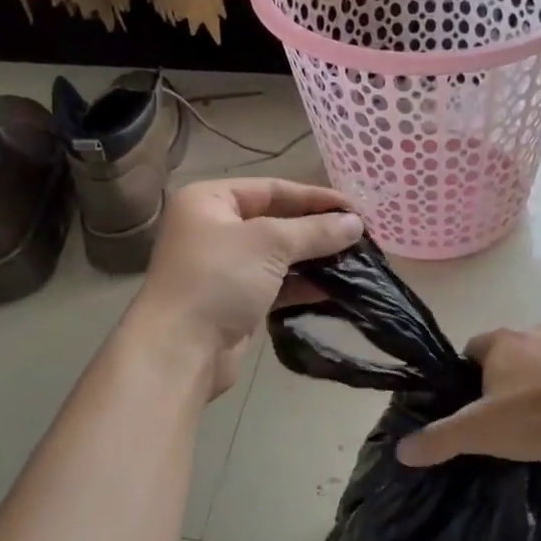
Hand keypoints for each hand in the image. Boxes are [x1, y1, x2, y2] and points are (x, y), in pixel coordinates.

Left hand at [131, 178, 362, 396]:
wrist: (180, 351)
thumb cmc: (219, 280)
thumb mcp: (270, 244)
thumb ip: (315, 231)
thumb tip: (356, 224)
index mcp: (210, 201)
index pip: (271, 189)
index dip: (314, 197)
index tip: (355, 209)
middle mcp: (213, 229)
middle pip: (275, 221)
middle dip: (317, 230)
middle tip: (360, 236)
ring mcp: (223, 268)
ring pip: (277, 256)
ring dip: (314, 259)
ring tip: (355, 262)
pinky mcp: (235, 302)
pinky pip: (275, 285)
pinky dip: (302, 286)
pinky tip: (334, 289)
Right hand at [396, 325, 540, 466]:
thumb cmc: (538, 414)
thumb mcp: (480, 433)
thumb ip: (440, 439)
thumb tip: (401, 450)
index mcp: (501, 343)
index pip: (474, 350)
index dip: (471, 375)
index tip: (478, 404)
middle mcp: (536, 329)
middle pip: (515, 350)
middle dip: (513, 376)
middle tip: (518, 416)